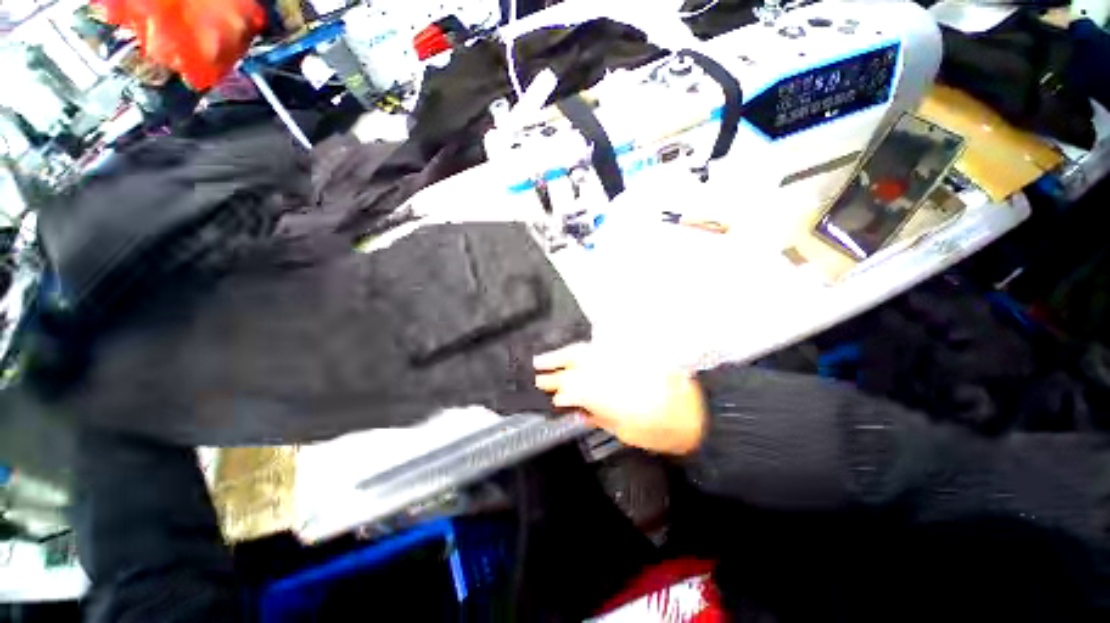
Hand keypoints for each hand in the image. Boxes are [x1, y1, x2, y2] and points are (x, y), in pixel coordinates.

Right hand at [534, 343, 706, 454]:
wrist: (699, 415)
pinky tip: (577, 354)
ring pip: (587, 352)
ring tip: (547, 358)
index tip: (549, 395)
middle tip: (538, 371)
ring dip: (565, 354)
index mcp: (608, 394)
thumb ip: (597, 416)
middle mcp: (611, 371)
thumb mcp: (625, 431)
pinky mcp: (630, 355)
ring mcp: (620, 360)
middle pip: (576, 365)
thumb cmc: (662, 432)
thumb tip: (575, 408)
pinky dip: (586, 351)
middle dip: (554, 368)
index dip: (558, 391)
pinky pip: (602, 349)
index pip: (573, 388)